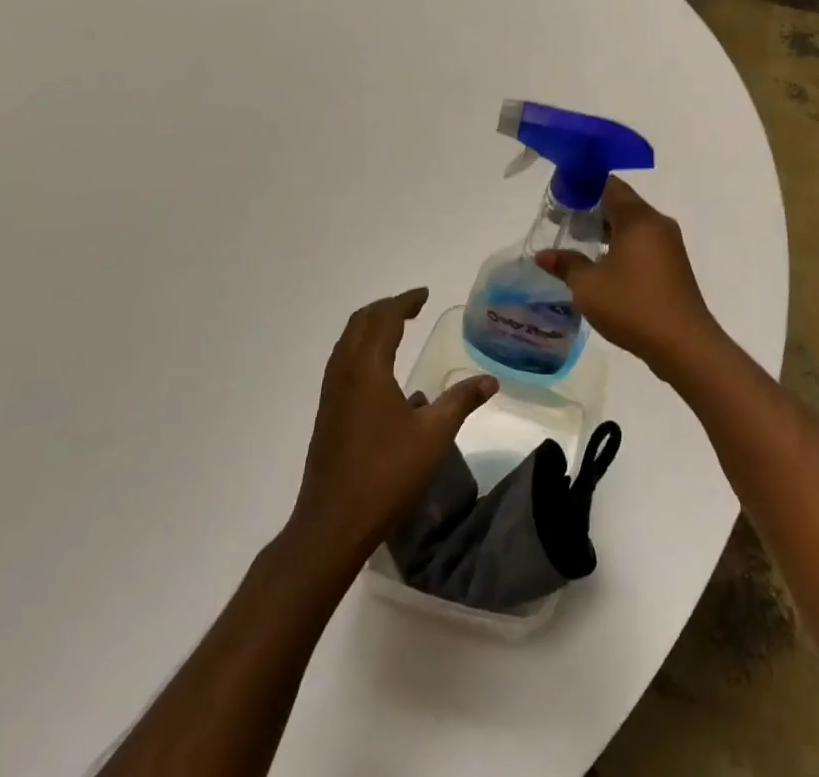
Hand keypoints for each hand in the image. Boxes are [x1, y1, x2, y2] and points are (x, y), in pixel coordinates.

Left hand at [290, 288, 496, 564]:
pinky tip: (385, 375)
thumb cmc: (386, 473)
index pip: (384, 319)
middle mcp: (344, 373)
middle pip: (360, 323)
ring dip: (371, 328)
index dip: (405, 302)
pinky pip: (344, 364)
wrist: (332, 524)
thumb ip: (461, 400)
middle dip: (385, 309)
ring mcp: (332, 394)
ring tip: (398, 329)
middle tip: (412, 306)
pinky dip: (363, 350)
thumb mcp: (433, 435)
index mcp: (367, 369)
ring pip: (348, 343)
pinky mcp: (328, 414)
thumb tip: (490, 380)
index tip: (424, 294)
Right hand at [536, 178, 727, 383]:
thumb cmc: (633, 306)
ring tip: (580, 246)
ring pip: (633, 224)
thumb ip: (566, 265)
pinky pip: (644, 242)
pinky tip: (605, 266)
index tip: (561, 198)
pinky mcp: (674, 263)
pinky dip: (623, 245)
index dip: (583, 187)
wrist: (684, 343)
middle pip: (621, 203)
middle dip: (592, 210)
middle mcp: (657, 222)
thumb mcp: (589, 287)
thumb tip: (543, 255)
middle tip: (564, 223)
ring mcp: (670, 243)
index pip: (609, 185)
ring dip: (607, 230)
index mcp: (638, 218)